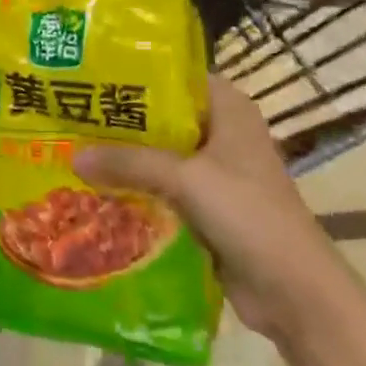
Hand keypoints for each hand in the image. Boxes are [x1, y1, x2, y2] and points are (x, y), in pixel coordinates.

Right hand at [75, 75, 332, 343]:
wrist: (295, 292)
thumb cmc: (249, 214)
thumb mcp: (186, 178)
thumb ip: (130, 162)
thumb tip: (72, 155)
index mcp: (228, 107)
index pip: (174, 74)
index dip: (134, 73)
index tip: (90, 74)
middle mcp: (221, 131)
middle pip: (162, 117)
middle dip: (121, 121)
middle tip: (71, 114)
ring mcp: (215, 171)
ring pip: (160, 155)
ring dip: (125, 159)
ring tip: (72, 150)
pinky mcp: (207, 207)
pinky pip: (163, 189)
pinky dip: (137, 190)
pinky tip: (97, 191)